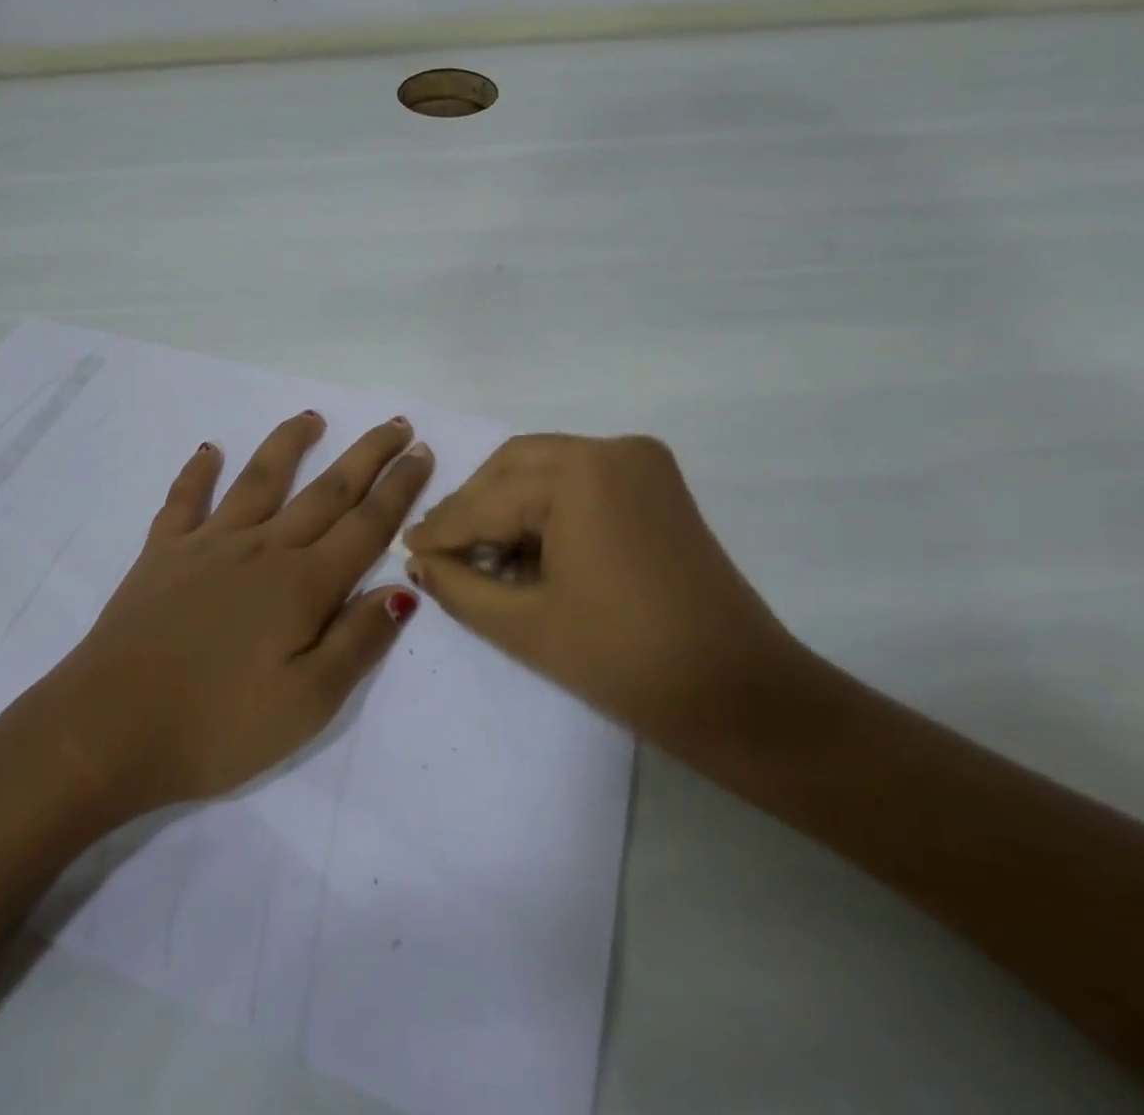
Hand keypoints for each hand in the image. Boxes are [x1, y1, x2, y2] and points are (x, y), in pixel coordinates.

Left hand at [47, 411, 431, 813]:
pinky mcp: (162, 555)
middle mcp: (262, 549)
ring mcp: (208, 545)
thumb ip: (359, 640)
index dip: (400, 488)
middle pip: (327, 491)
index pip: (366, 524)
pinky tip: (207, 451)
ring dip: (289, 444)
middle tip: (395, 425)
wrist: (106, 730)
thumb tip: (403, 588)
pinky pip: (184, 501)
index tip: (422, 452)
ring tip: (312, 416)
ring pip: (260, 480)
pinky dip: (196, 473)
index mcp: (303, 584)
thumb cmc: (217, 727)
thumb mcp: (308, 703)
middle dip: (367, 455)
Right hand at [402, 434, 808, 754]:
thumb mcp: (525, 625)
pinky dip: (547, 506)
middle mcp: (611, 449)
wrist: (739, 694)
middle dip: (474, 507)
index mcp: (579, 473)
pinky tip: (528, 548)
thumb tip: (418, 561)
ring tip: (483, 555)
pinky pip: (581, 480)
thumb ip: (459, 584)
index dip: (442, 529)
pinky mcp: (658, 484)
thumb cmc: (625, 660)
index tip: (404, 548)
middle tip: (443, 551)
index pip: (487, 499)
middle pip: (514, 467)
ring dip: (508, 504)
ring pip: (546, 468)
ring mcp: (641, 462)